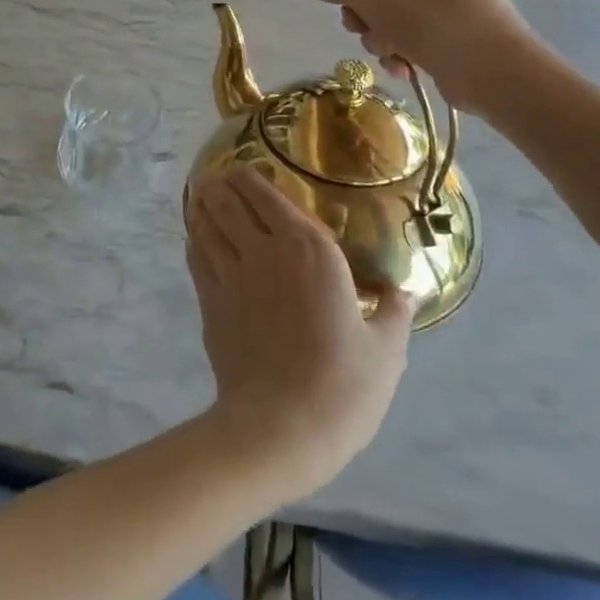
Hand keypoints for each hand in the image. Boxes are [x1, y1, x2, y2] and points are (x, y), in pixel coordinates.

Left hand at [185, 168, 410, 501]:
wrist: (280, 429)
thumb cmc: (343, 386)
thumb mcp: (386, 351)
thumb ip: (394, 313)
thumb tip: (405, 293)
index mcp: (309, 249)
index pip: (268, 195)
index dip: (252, 177)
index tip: (248, 169)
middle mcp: (264, 250)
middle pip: (228, 201)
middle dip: (222, 185)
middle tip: (222, 179)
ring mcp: (230, 275)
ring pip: (206, 224)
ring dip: (203, 207)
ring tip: (203, 197)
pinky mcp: (209, 303)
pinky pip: (196, 258)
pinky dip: (194, 242)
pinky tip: (195, 239)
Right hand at [294, 0, 541, 114]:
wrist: (491, 64)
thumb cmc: (422, 11)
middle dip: (357, 3)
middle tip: (353, 20)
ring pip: (390, 2)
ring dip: (378, 29)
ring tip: (388, 47)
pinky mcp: (460, 16)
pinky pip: (413, 22)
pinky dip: (402, 42)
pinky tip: (406, 63)